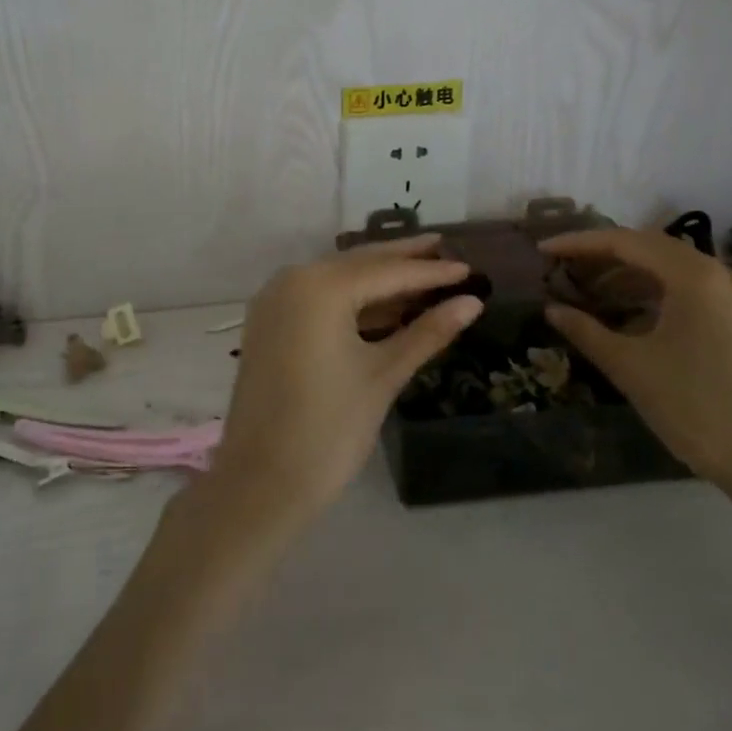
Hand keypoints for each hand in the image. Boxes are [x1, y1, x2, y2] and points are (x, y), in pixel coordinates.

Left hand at [208, 236, 483, 528]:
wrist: (260, 483)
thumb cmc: (329, 430)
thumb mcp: (384, 375)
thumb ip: (427, 332)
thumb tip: (471, 302)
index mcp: (320, 286)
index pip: (387, 272)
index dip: (431, 272)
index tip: (469, 268)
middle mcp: (292, 279)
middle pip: (359, 263)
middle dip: (402, 258)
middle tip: (443, 247)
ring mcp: (275, 299)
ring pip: (337, 278)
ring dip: (378, 278)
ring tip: (423, 274)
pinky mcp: (269, 322)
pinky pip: (318, 297)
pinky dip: (352, 299)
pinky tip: (384, 305)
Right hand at [540, 227, 731, 501]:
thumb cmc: (697, 409)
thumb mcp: (631, 368)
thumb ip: (586, 331)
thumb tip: (552, 309)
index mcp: (694, 276)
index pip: (625, 242)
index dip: (579, 243)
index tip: (543, 250)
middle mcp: (720, 274)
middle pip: (650, 249)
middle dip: (603, 256)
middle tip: (563, 268)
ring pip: (671, 270)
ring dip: (628, 276)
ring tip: (589, 293)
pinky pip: (690, 290)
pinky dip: (654, 294)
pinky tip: (629, 316)